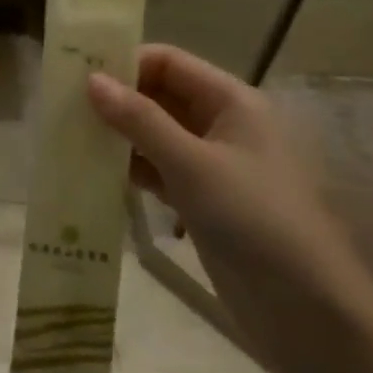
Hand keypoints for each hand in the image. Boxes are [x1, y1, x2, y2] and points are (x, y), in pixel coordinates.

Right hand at [88, 46, 372, 360]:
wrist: (307, 310)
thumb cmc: (254, 219)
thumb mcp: (192, 163)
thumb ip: (139, 120)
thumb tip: (91, 79)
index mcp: (231, 101)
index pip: (168, 62)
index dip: (125, 64)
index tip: (79, 79)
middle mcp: (221, 123)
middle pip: (160, 95)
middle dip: (117, 100)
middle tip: (66, 109)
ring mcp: (212, 163)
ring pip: (155, 133)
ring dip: (119, 135)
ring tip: (72, 138)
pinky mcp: (202, 198)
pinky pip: (159, 168)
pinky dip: (131, 167)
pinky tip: (97, 172)